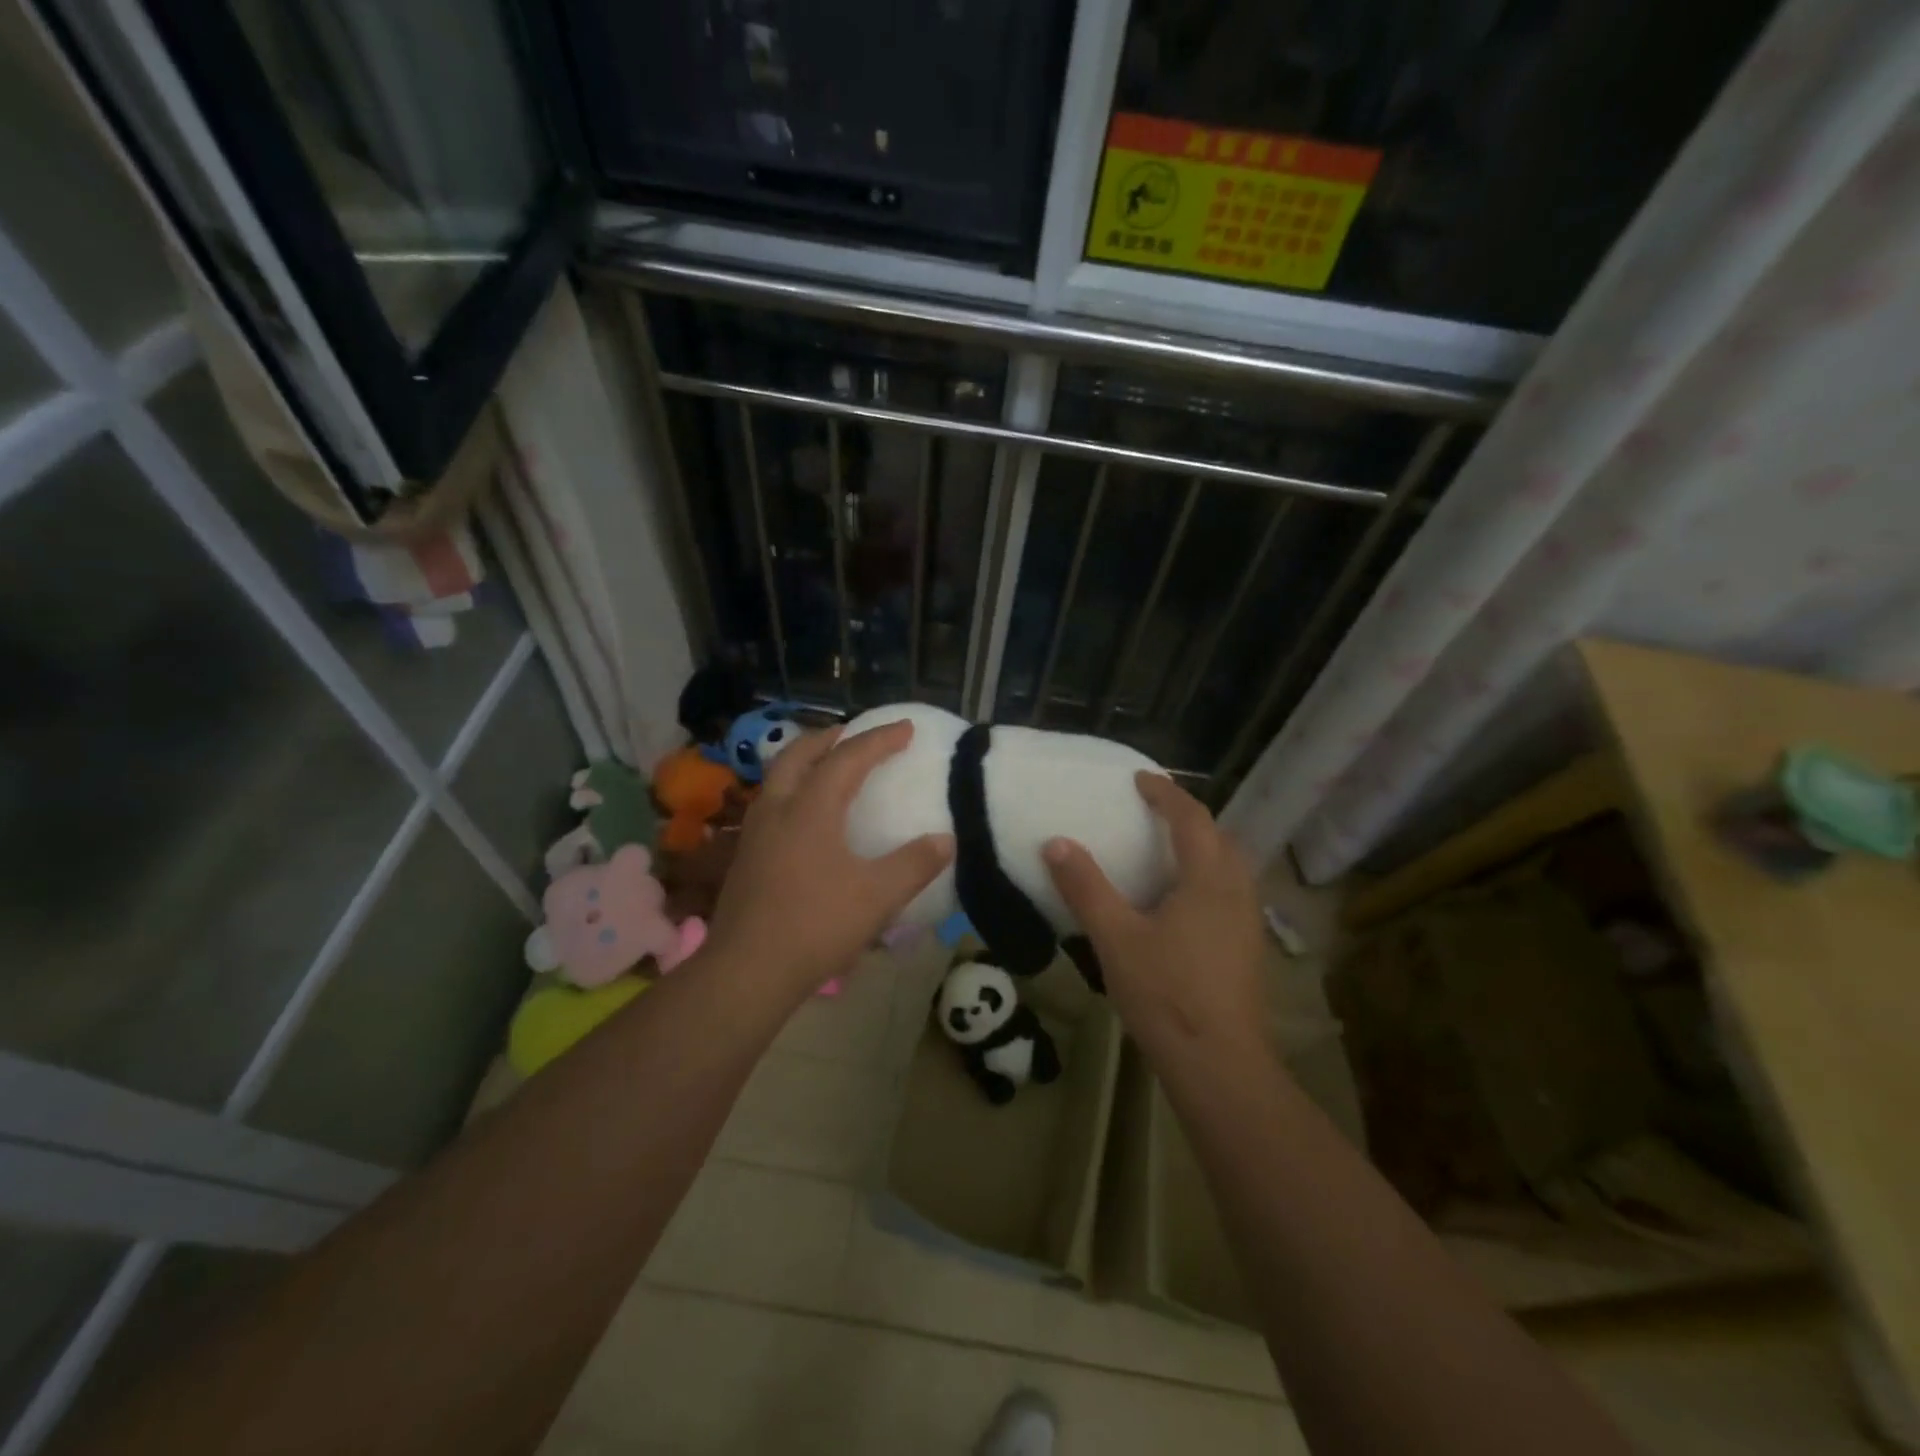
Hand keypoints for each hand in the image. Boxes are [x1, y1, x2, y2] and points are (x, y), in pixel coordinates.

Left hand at [701, 721, 952, 1006]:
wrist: (748, 970)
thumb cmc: (816, 925)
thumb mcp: (878, 897)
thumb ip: (915, 864)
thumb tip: (945, 840)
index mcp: (810, 808)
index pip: (847, 758)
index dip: (879, 739)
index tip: (905, 728)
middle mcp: (777, 808)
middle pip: (799, 754)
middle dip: (829, 738)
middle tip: (854, 734)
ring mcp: (755, 832)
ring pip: (777, 776)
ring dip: (804, 761)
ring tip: (828, 766)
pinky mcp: (745, 856)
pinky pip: (771, 802)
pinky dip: (792, 789)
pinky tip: (804, 816)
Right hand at [1043, 773, 1269, 1075]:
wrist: (1219, 1064)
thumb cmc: (1166, 994)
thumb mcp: (1116, 938)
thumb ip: (1086, 888)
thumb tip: (1056, 843)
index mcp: (1209, 879)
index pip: (1192, 818)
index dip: (1166, 793)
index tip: (1141, 779)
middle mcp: (1237, 891)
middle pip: (1219, 837)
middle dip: (1189, 817)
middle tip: (1154, 811)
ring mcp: (1248, 922)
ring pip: (1229, 866)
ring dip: (1202, 847)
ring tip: (1166, 851)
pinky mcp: (1248, 948)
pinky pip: (1229, 892)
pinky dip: (1207, 876)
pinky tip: (1181, 903)